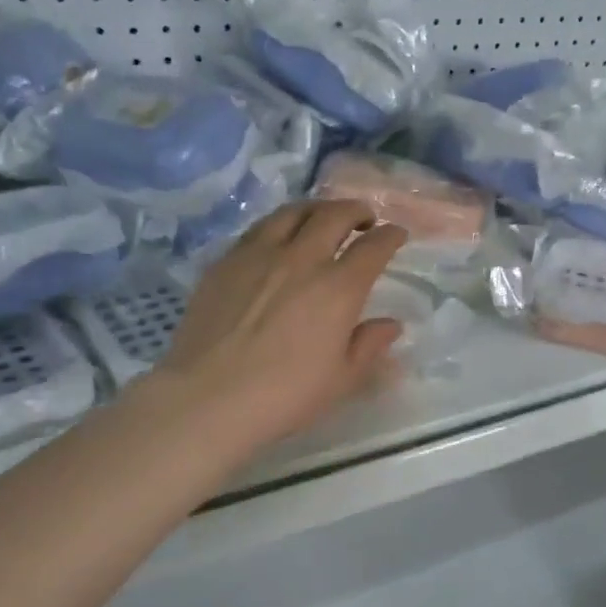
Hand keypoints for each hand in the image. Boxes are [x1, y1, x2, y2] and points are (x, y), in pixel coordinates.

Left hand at [145, 200, 408, 459]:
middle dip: (356, 210)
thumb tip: (390, 325)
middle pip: (334, 215)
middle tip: (364, 218)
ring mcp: (259, 255)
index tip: (396, 234)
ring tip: (322, 217)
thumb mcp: (341, 379)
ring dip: (316, 208)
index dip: (390, 235)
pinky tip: (278, 238)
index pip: (373, 247)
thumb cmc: (285, 395)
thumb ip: (369, 346)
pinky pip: (258, 229)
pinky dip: (280, 224)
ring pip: (293, 212)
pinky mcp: (225, 262)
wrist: (209, 397)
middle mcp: (302, 259)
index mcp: (338, 288)